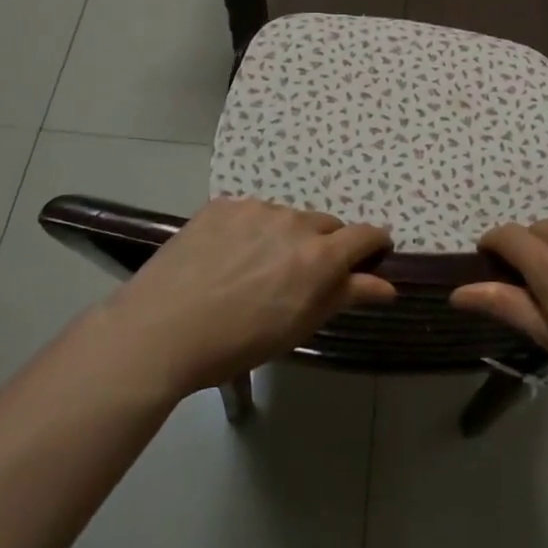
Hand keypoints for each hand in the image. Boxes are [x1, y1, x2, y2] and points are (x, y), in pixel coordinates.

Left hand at [105, 197, 393, 399]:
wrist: (161, 331)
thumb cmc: (238, 342)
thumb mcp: (299, 326)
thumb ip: (346, 296)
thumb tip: (387, 285)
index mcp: (320, 256)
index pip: (365, 235)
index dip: (374, 244)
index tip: (373, 254)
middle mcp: (294, 222)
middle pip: (326, 225)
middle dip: (324, 245)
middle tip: (300, 276)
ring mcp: (256, 209)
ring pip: (287, 218)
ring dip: (285, 237)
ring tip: (255, 269)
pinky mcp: (222, 205)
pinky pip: (251, 213)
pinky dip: (250, 230)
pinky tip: (226, 257)